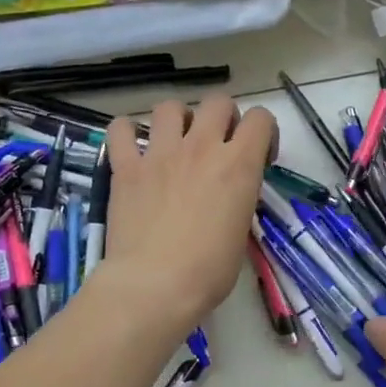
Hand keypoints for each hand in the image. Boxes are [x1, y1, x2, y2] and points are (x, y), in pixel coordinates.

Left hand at [99, 96, 276, 332]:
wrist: (155, 284)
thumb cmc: (210, 270)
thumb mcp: (242, 231)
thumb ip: (238, 198)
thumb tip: (228, 195)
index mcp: (239, 164)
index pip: (261, 119)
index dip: (264, 134)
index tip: (258, 159)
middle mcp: (202, 148)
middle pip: (218, 102)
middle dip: (223, 118)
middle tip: (219, 147)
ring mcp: (161, 154)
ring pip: (171, 107)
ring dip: (178, 120)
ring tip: (176, 145)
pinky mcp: (126, 167)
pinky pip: (121, 129)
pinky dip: (128, 133)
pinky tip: (133, 149)